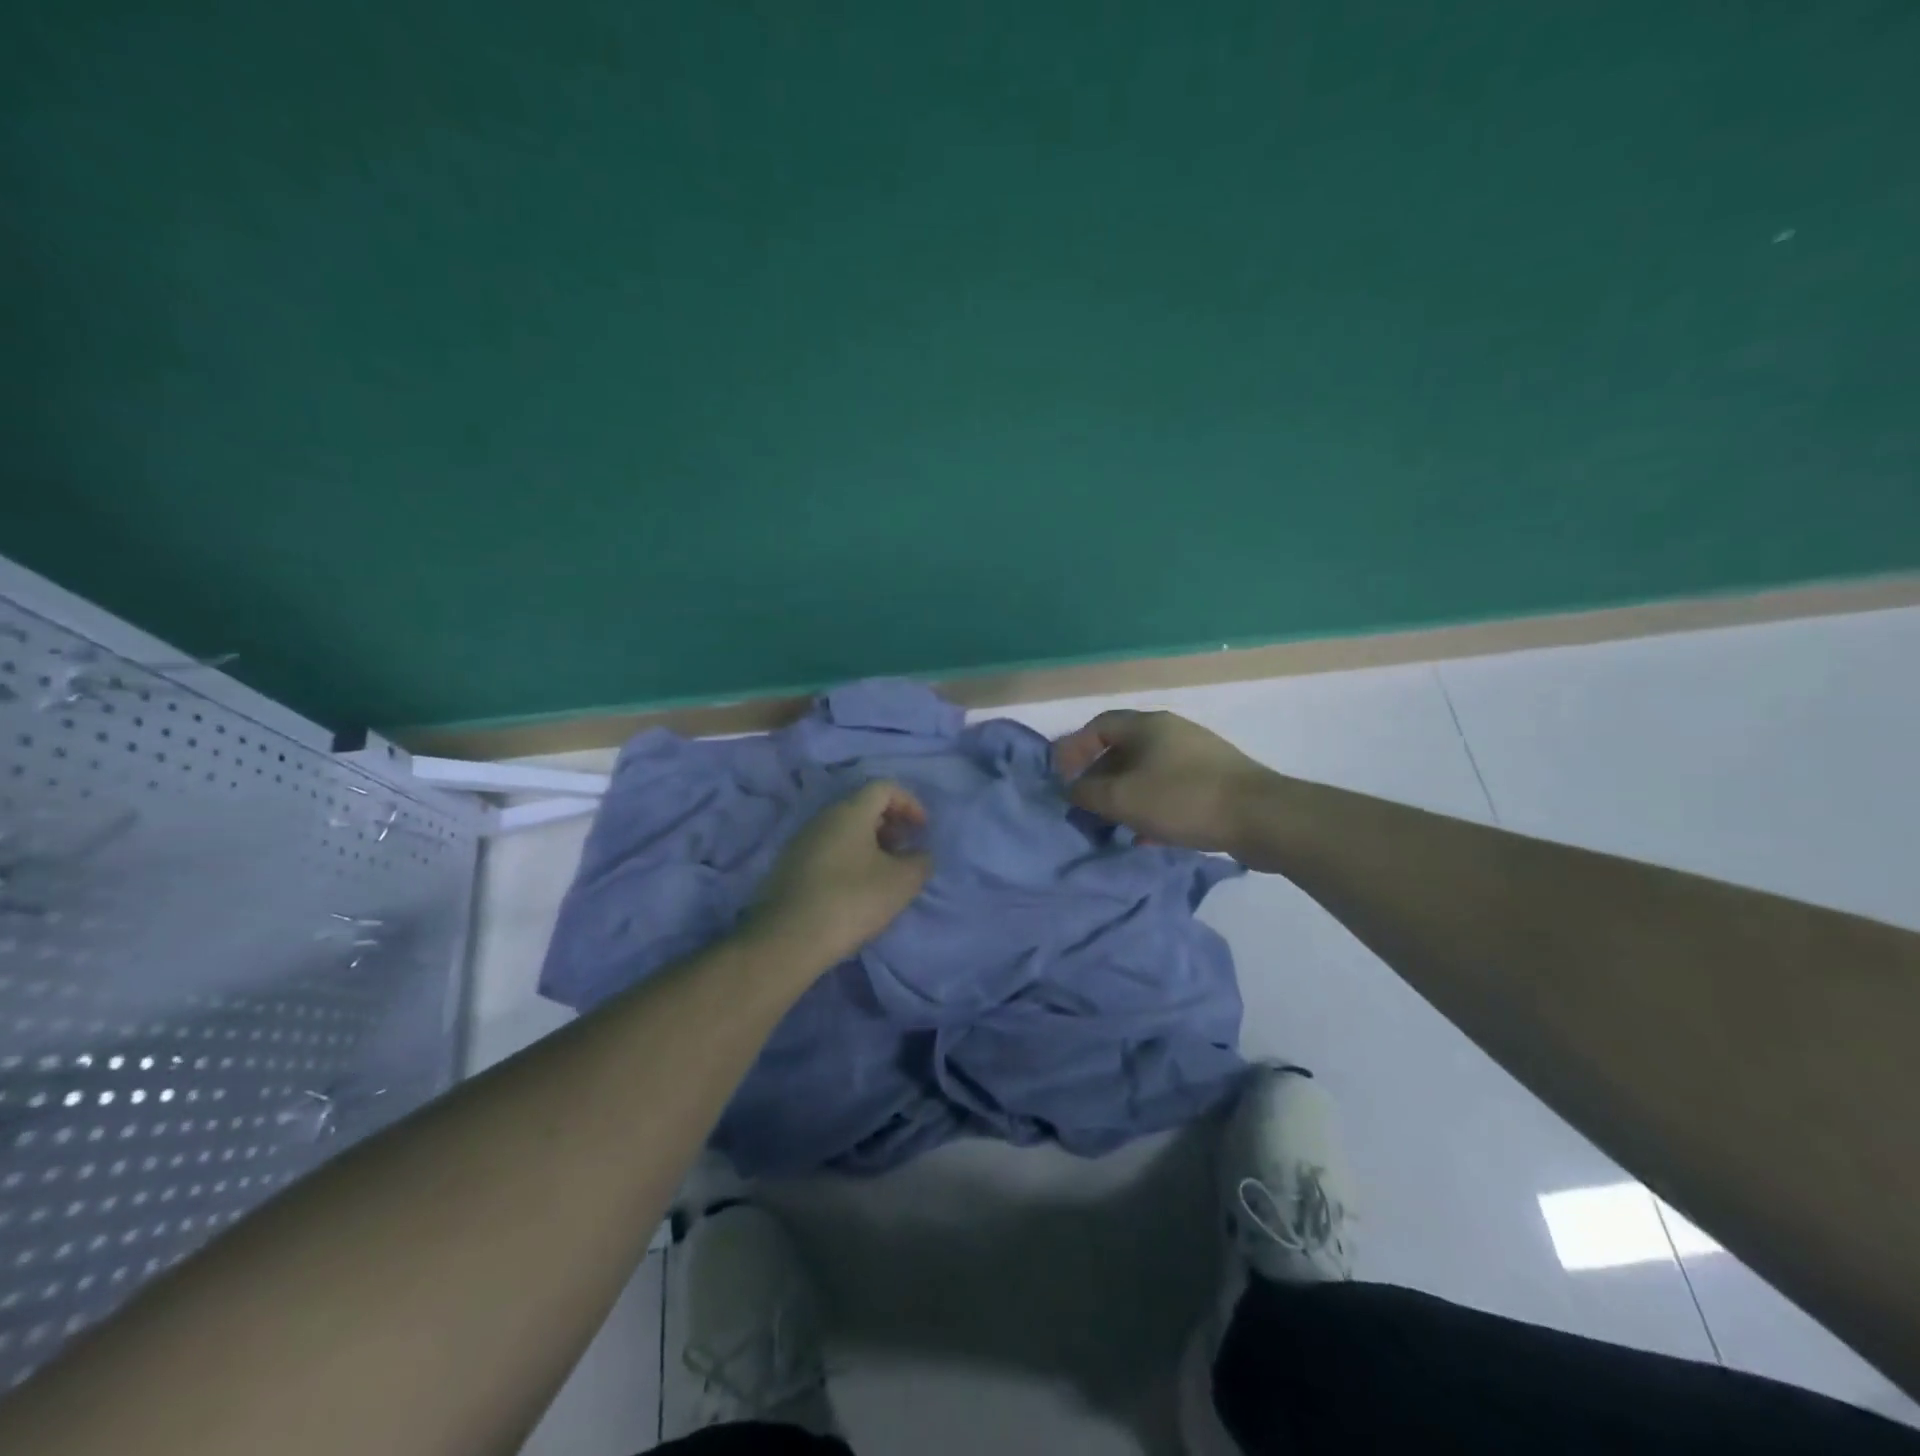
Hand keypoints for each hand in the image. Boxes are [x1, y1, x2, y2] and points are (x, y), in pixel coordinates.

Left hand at [743, 780, 933, 972]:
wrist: (788, 939)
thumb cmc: (852, 901)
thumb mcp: (901, 882)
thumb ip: (920, 862)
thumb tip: (919, 855)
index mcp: (849, 812)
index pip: (884, 787)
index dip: (909, 802)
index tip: (923, 829)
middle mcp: (822, 818)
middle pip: (863, 807)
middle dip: (891, 824)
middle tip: (906, 850)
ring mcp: (802, 842)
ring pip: (844, 830)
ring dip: (870, 844)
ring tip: (885, 873)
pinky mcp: (790, 867)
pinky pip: (828, 850)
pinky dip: (850, 858)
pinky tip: (857, 889)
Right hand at [1053, 709, 1273, 853]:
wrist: (1261, 817)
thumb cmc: (1183, 799)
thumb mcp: (1123, 798)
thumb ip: (1087, 793)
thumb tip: (1070, 789)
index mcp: (1148, 726)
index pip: (1098, 725)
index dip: (1074, 749)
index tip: (1061, 778)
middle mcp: (1171, 733)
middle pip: (1123, 749)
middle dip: (1099, 777)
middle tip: (1085, 805)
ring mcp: (1196, 756)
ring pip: (1147, 772)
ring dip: (1125, 796)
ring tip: (1112, 824)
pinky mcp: (1215, 782)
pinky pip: (1170, 790)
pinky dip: (1151, 808)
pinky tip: (1147, 837)